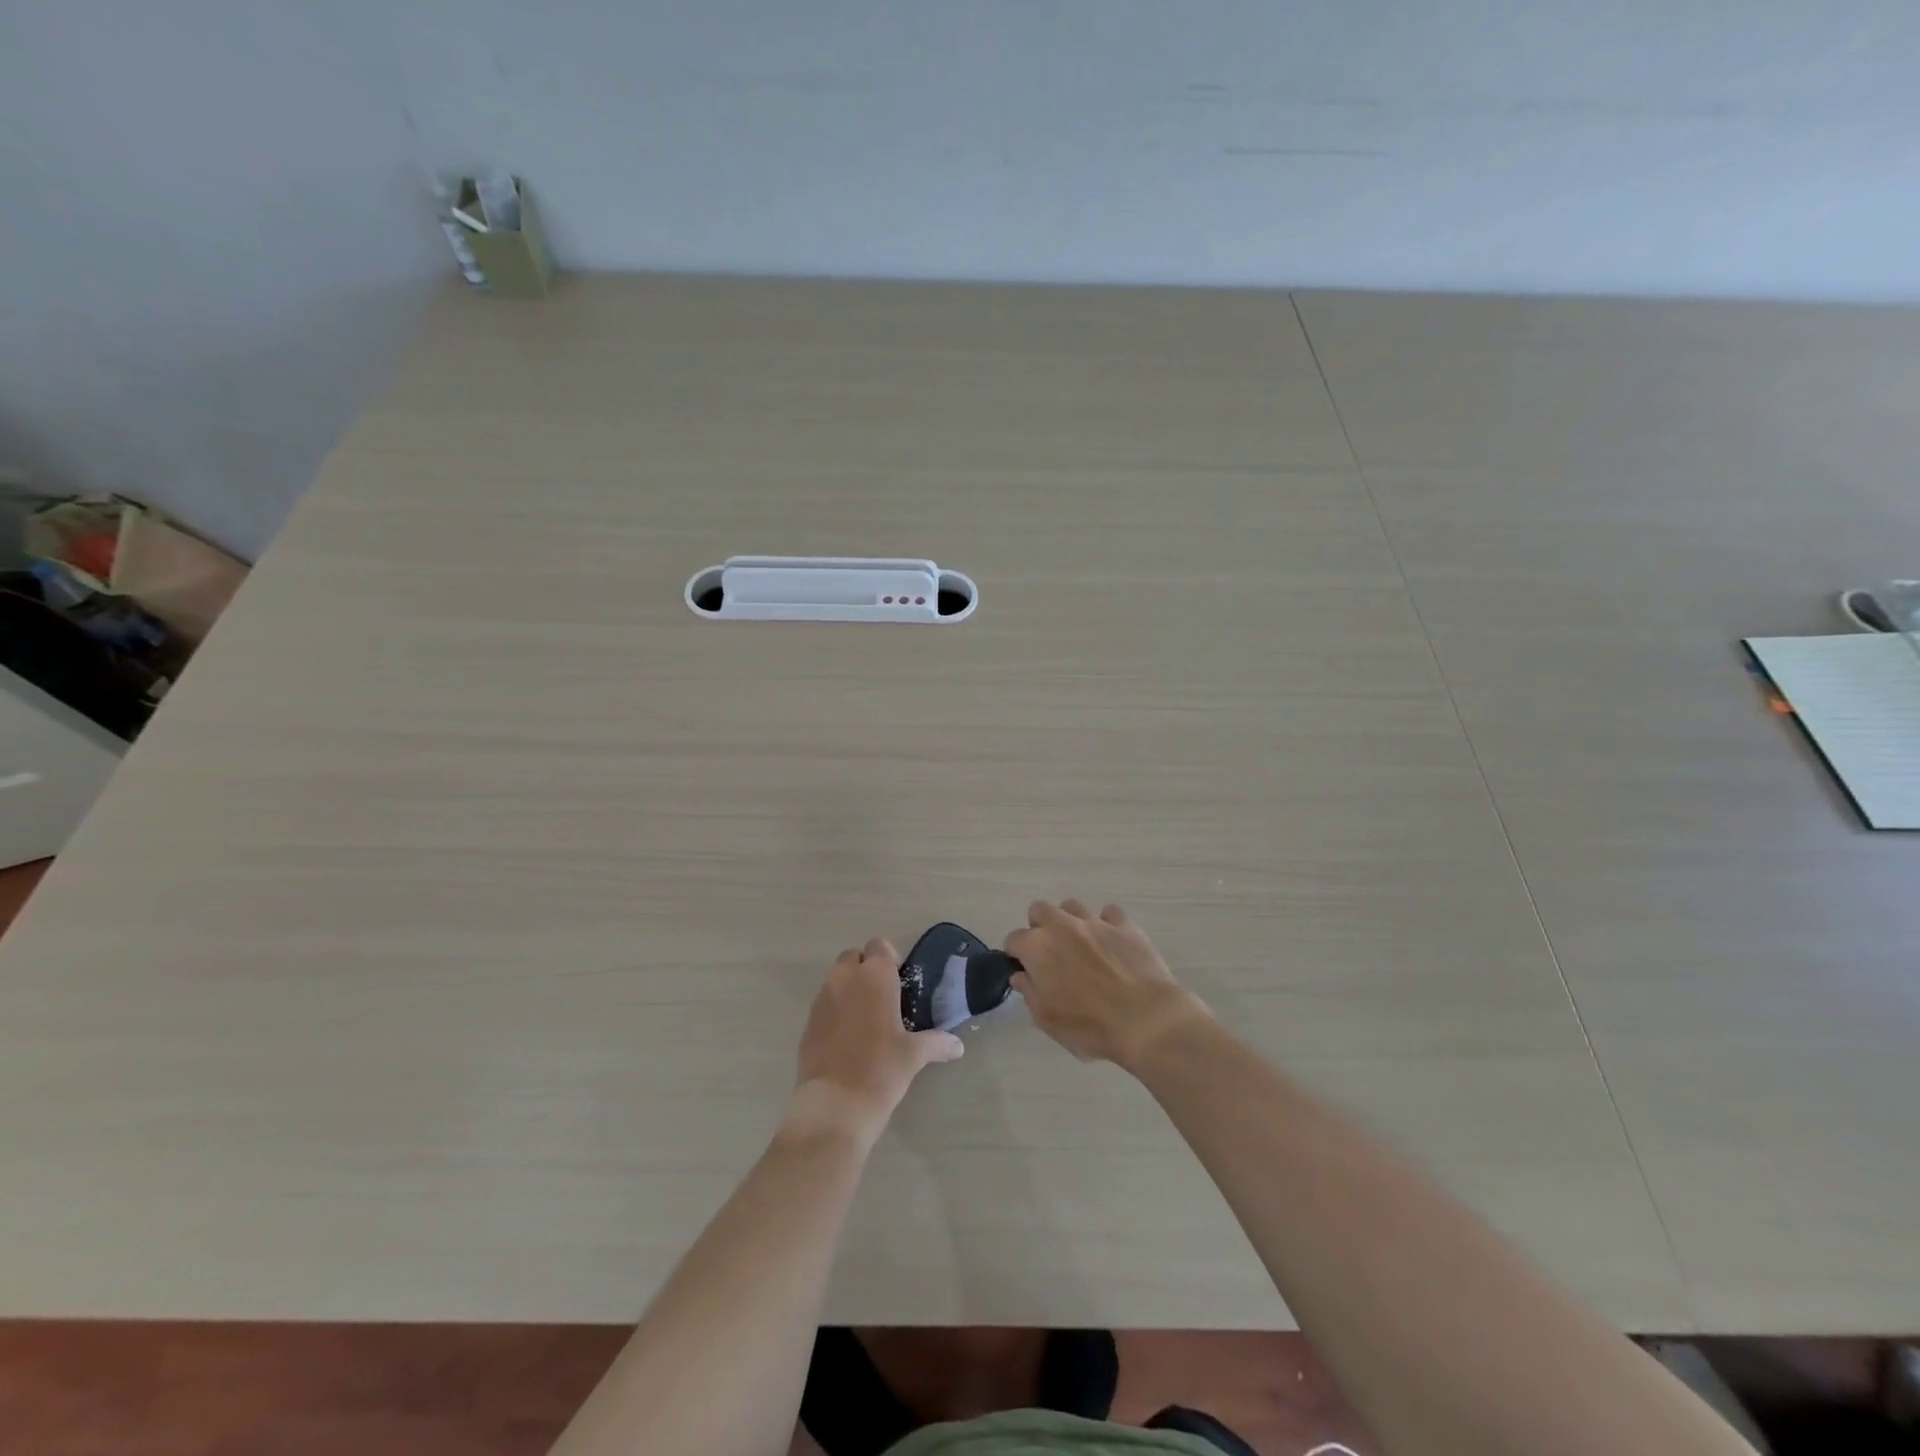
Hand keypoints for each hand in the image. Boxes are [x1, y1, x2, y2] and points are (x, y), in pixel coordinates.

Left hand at [790, 937, 963, 1142]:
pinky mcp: (807, 1022)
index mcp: (874, 976)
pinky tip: (847, 1039)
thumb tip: (958, 1046)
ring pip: (836, 979)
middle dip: (866, 970)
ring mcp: (822, 999)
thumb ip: (937, 1043)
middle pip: (853, 957)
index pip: (879, 945)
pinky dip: (835, 1011)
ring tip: (866, 1020)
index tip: (899, 982)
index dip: (889, 959)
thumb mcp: (914, 1056)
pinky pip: (824, 1004)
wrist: (834, 1105)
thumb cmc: (881, 1069)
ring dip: (849, 989)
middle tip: (883, 998)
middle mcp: (845, 978)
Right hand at [1005, 900, 1208, 1069]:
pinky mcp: (1125, 924)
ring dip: (1070, 922)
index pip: (1014, 939)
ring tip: (1081, 946)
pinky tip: (1112, 943)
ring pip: (1072, 906)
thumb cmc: (1090, 1026)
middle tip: (1050, 953)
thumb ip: (1029, 992)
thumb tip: (1021, 975)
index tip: (1024, 970)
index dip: (1016, 955)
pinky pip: (1109, 913)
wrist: (1146, 1019)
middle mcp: (1062, 925)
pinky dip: (1106, 924)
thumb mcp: (1048, 1020)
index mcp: (1038, 947)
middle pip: (1040, 910)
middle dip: (1039, 927)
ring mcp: (1095, 921)